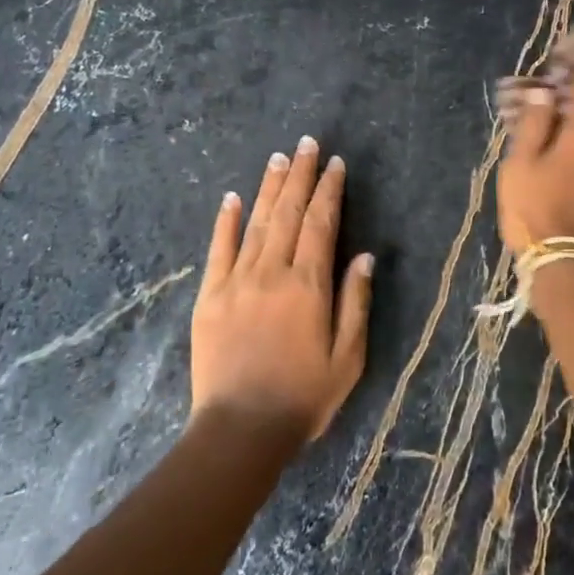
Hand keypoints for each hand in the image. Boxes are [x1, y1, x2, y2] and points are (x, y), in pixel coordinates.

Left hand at [191, 136, 372, 444]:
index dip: (329, 191)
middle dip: (300, 176)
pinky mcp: (210, 297)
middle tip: (306, 144)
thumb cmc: (304, 397)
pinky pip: (218, 250)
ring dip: (268, 188)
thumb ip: (355, 302)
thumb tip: (364, 255)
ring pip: (255, 223)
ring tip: (278, 158)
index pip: (321, 224)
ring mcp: (236, 282)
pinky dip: (225, 222)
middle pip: (288, 213)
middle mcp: (272, 273)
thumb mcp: (348, 357)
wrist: (240, 430)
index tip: (335, 164)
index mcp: (309, 286)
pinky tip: (231, 198)